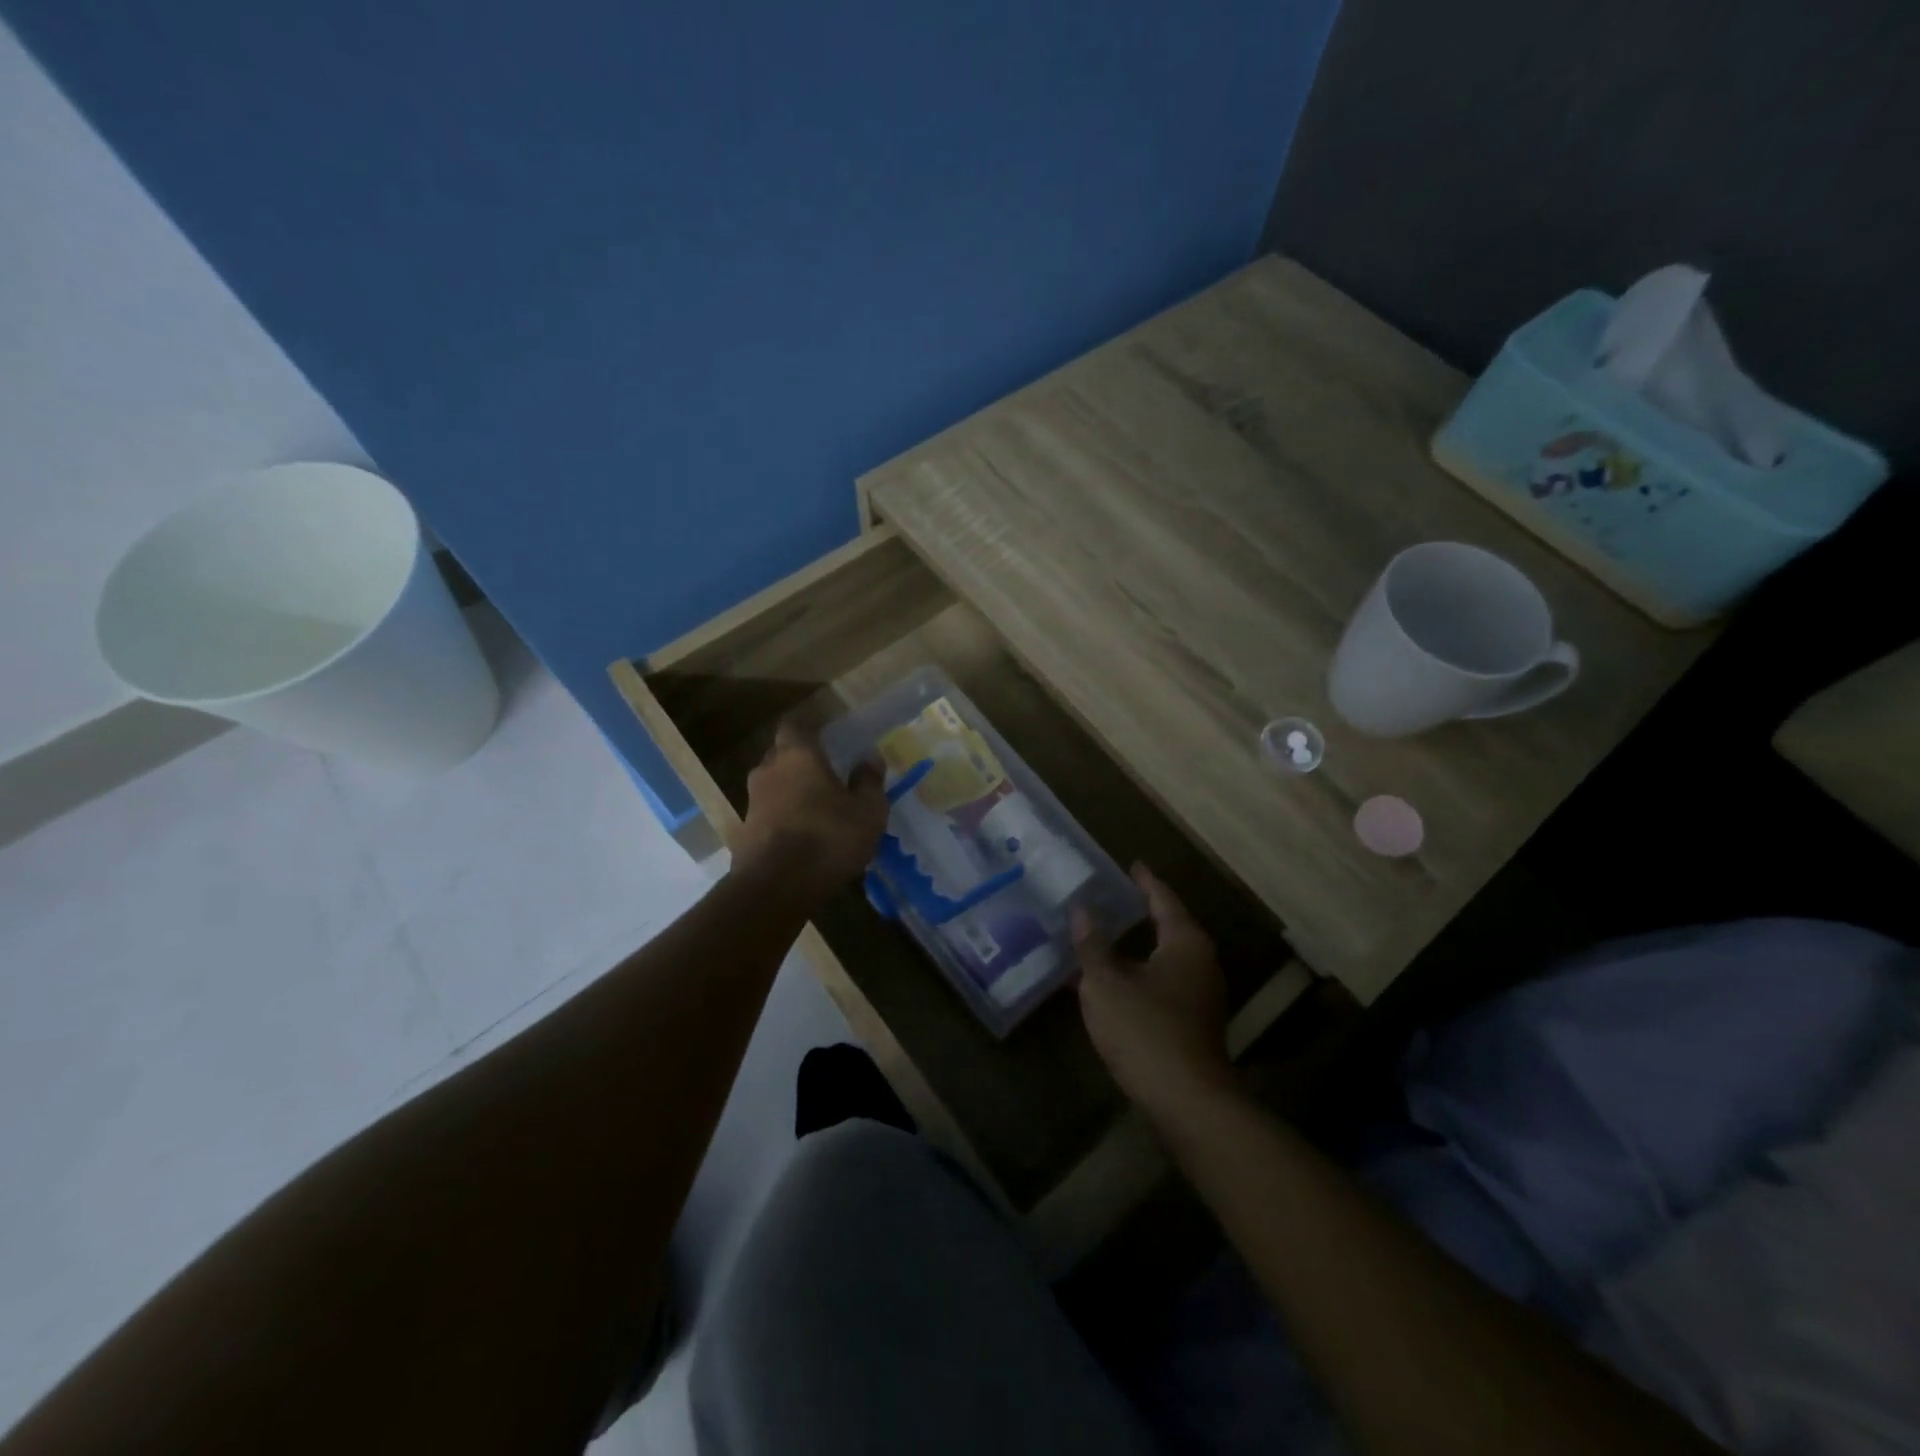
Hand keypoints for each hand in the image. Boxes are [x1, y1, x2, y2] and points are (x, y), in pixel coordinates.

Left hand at [734, 719, 887, 895]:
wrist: (775, 889)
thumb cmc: (828, 838)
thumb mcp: (868, 811)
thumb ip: (869, 781)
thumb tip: (870, 757)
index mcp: (797, 755)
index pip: (795, 725)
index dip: (810, 729)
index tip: (828, 738)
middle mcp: (768, 770)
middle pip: (782, 754)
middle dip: (802, 761)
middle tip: (828, 774)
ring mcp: (752, 802)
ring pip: (774, 785)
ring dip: (792, 792)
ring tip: (818, 809)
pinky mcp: (744, 832)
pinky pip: (768, 814)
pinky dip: (783, 818)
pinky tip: (804, 836)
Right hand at [1074, 865, 1233, 1122]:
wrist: (1186, 1101)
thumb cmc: (1144, 1030)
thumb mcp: (1105, 983)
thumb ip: (1092, 944)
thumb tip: (1082, 910)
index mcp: (1185, 942)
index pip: (1163, 899)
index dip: (1145, 882)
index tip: (1132, 865)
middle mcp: (1200, 963)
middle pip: (1168, 927)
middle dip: (1140, 914)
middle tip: (1111, 898)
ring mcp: (1200, 996)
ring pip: (1163, 960)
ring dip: (1134, 949)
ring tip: (1103, 937)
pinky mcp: (1193, 1024)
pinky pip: (1161, 984)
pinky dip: (1136, 975)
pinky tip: (1109, 983)